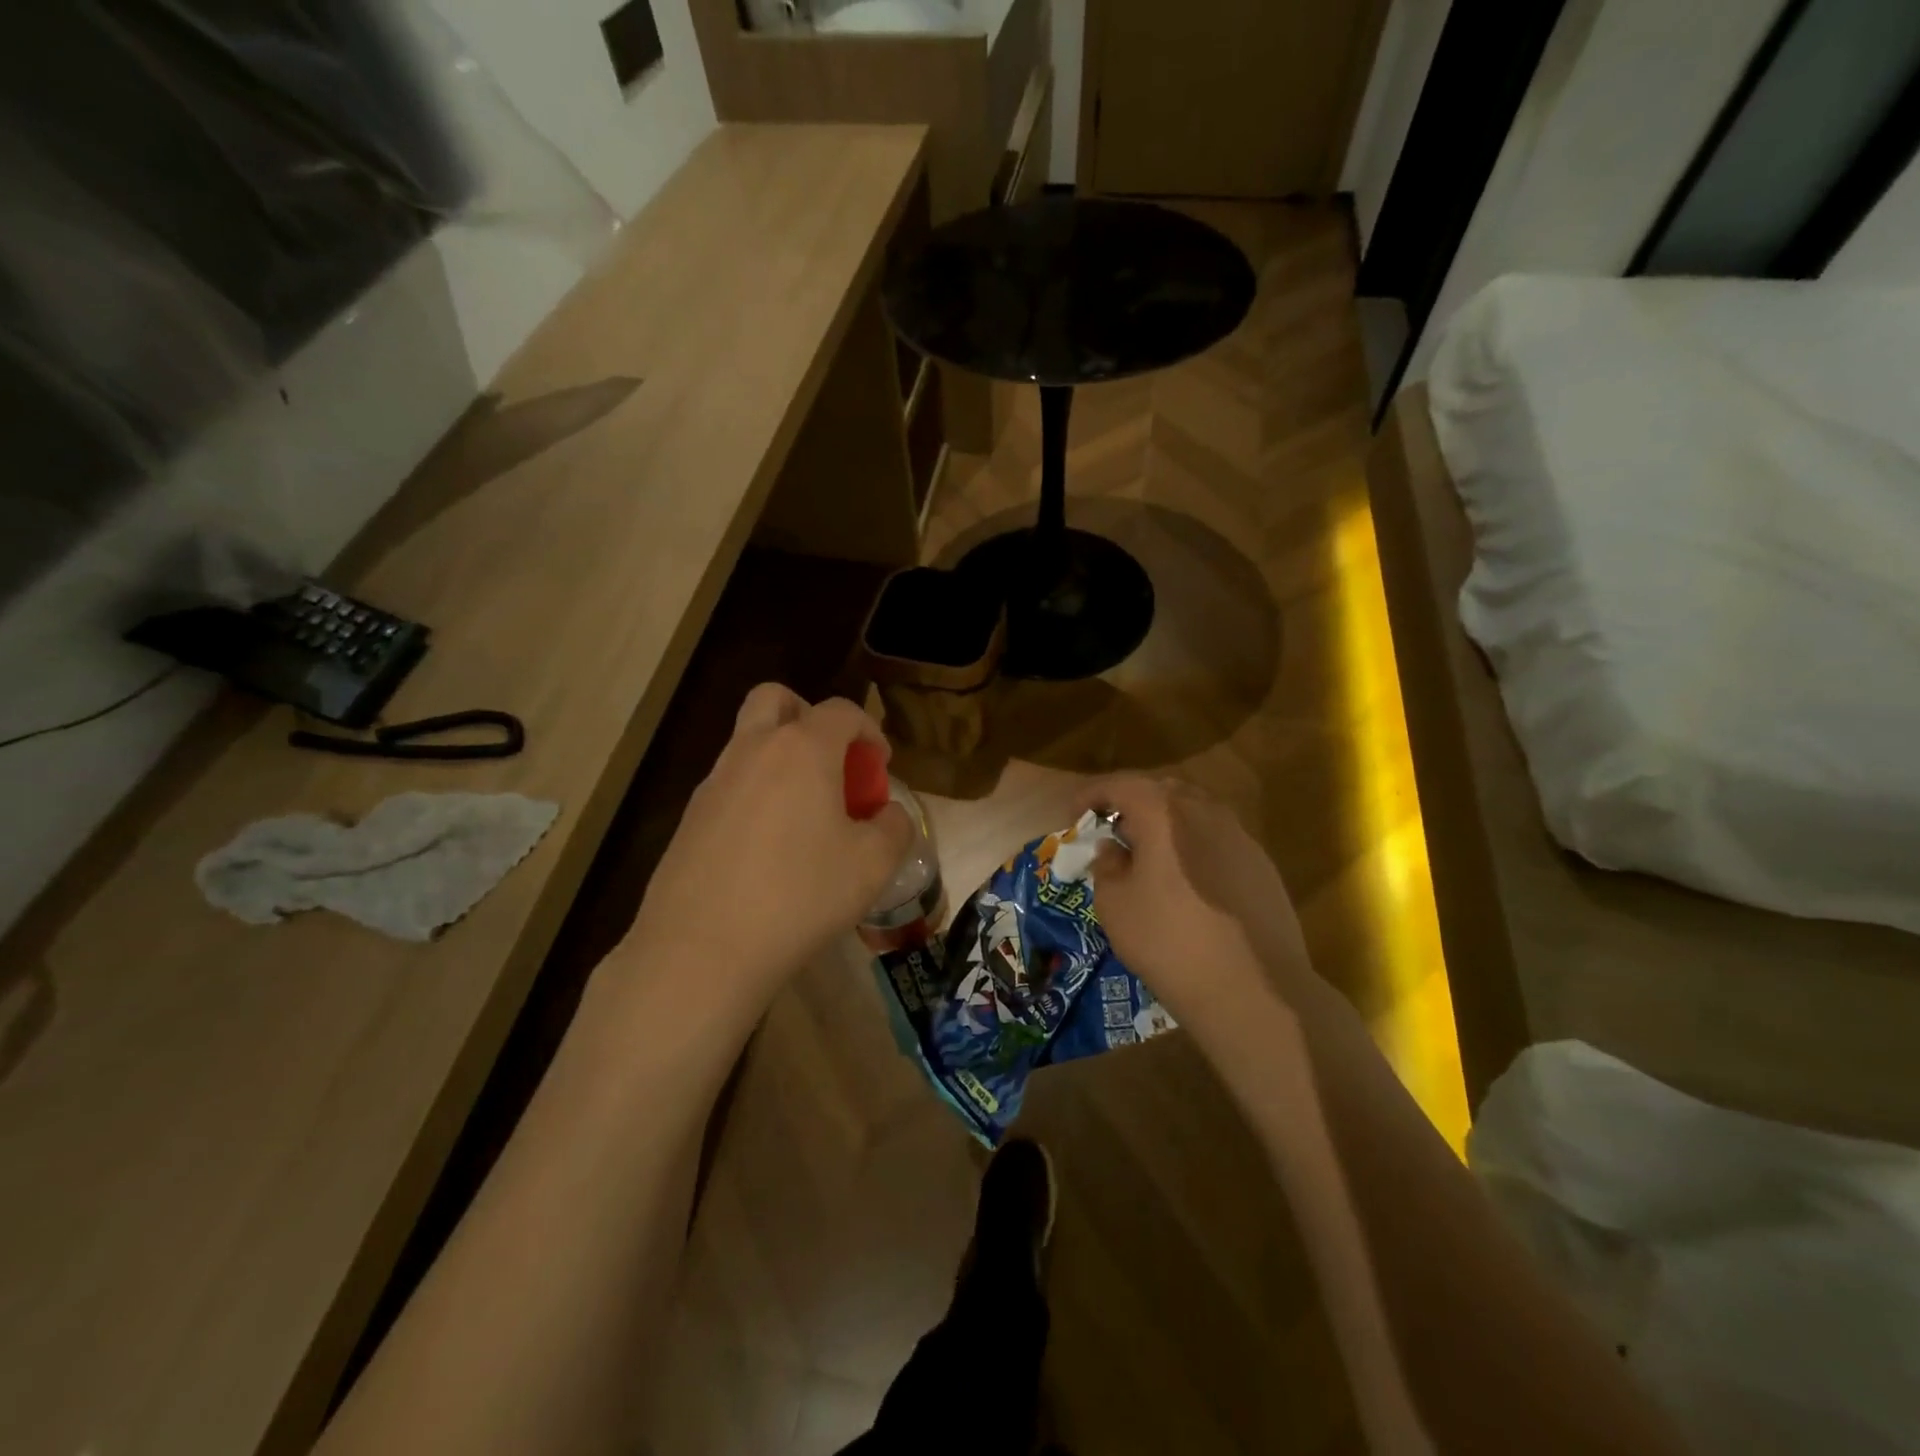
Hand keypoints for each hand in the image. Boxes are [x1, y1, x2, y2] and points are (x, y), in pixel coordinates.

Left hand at [625, 685, 912, 1012]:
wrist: (702, 949)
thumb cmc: (800, 895)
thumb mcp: (872, 865)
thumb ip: (894, 828)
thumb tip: (889, 814)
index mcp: (802, 750)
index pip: (842, 711)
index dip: (869, 730)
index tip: (880, 766)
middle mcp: (753, 750)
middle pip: (777, 700)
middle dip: (810, 717)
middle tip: (831, 762)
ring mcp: (714, 782)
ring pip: (748, 742)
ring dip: (781, 758)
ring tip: (806, 814)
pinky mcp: (689, 817)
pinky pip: (730, 784)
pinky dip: (756, 794)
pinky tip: (769, 848)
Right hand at [1079, 776, 1315, 1037]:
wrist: (1255, 989)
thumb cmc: (1169, 941)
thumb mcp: (1115, 906)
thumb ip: (1107, 865)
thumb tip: (1113, 848)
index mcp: (1163, 811)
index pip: (1119, 785)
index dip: (1090, 795)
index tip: (1073, 815)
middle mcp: (1204, 810)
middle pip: (1161, 790)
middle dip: (1131, 804)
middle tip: (1112, 830)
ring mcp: (1239, 835)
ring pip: (1194, 812)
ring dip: (1166, 823)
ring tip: (1148, 854)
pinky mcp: (1261, 864)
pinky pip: (1217, 839)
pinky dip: (1193, 846)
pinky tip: (1186, 880)